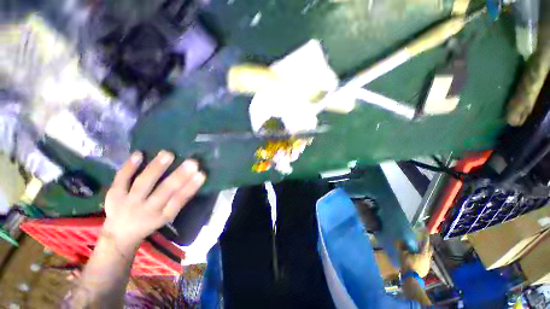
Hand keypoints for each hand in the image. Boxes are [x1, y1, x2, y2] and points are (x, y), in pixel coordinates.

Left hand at [102, 150, 205, 249]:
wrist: (119, 235)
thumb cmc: (150, 222)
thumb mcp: (167, 216)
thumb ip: (178, 200)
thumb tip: (192, 179)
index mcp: (163, 216)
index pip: (179, 200)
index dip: (191, 187)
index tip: (202, 174)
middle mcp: (146, 210)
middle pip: (164, 191)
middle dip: (179, 176)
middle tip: (192, 162)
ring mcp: (128, 203)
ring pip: (143, 183)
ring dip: (156, 168)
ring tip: (168, 154)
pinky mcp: (114, 195)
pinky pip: (121, 180)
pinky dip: (129, 167)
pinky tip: (139, 153)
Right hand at [396, 237, 433, 277]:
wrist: (411, 278)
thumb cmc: (408, 264)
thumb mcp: (403, 254)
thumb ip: (403, 247)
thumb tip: (401, 240)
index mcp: (424, 253)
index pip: (426, 243)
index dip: (426, 238)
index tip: (426, 233)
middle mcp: (428, 258)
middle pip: (430, 250)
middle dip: (428, 246)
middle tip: (425, 242)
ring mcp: (428, 265)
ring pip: (428, 257)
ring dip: (425, 253)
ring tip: (421, 251)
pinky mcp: (425, 270)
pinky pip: (425, 262)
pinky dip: (423, 259)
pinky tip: (419, 259)